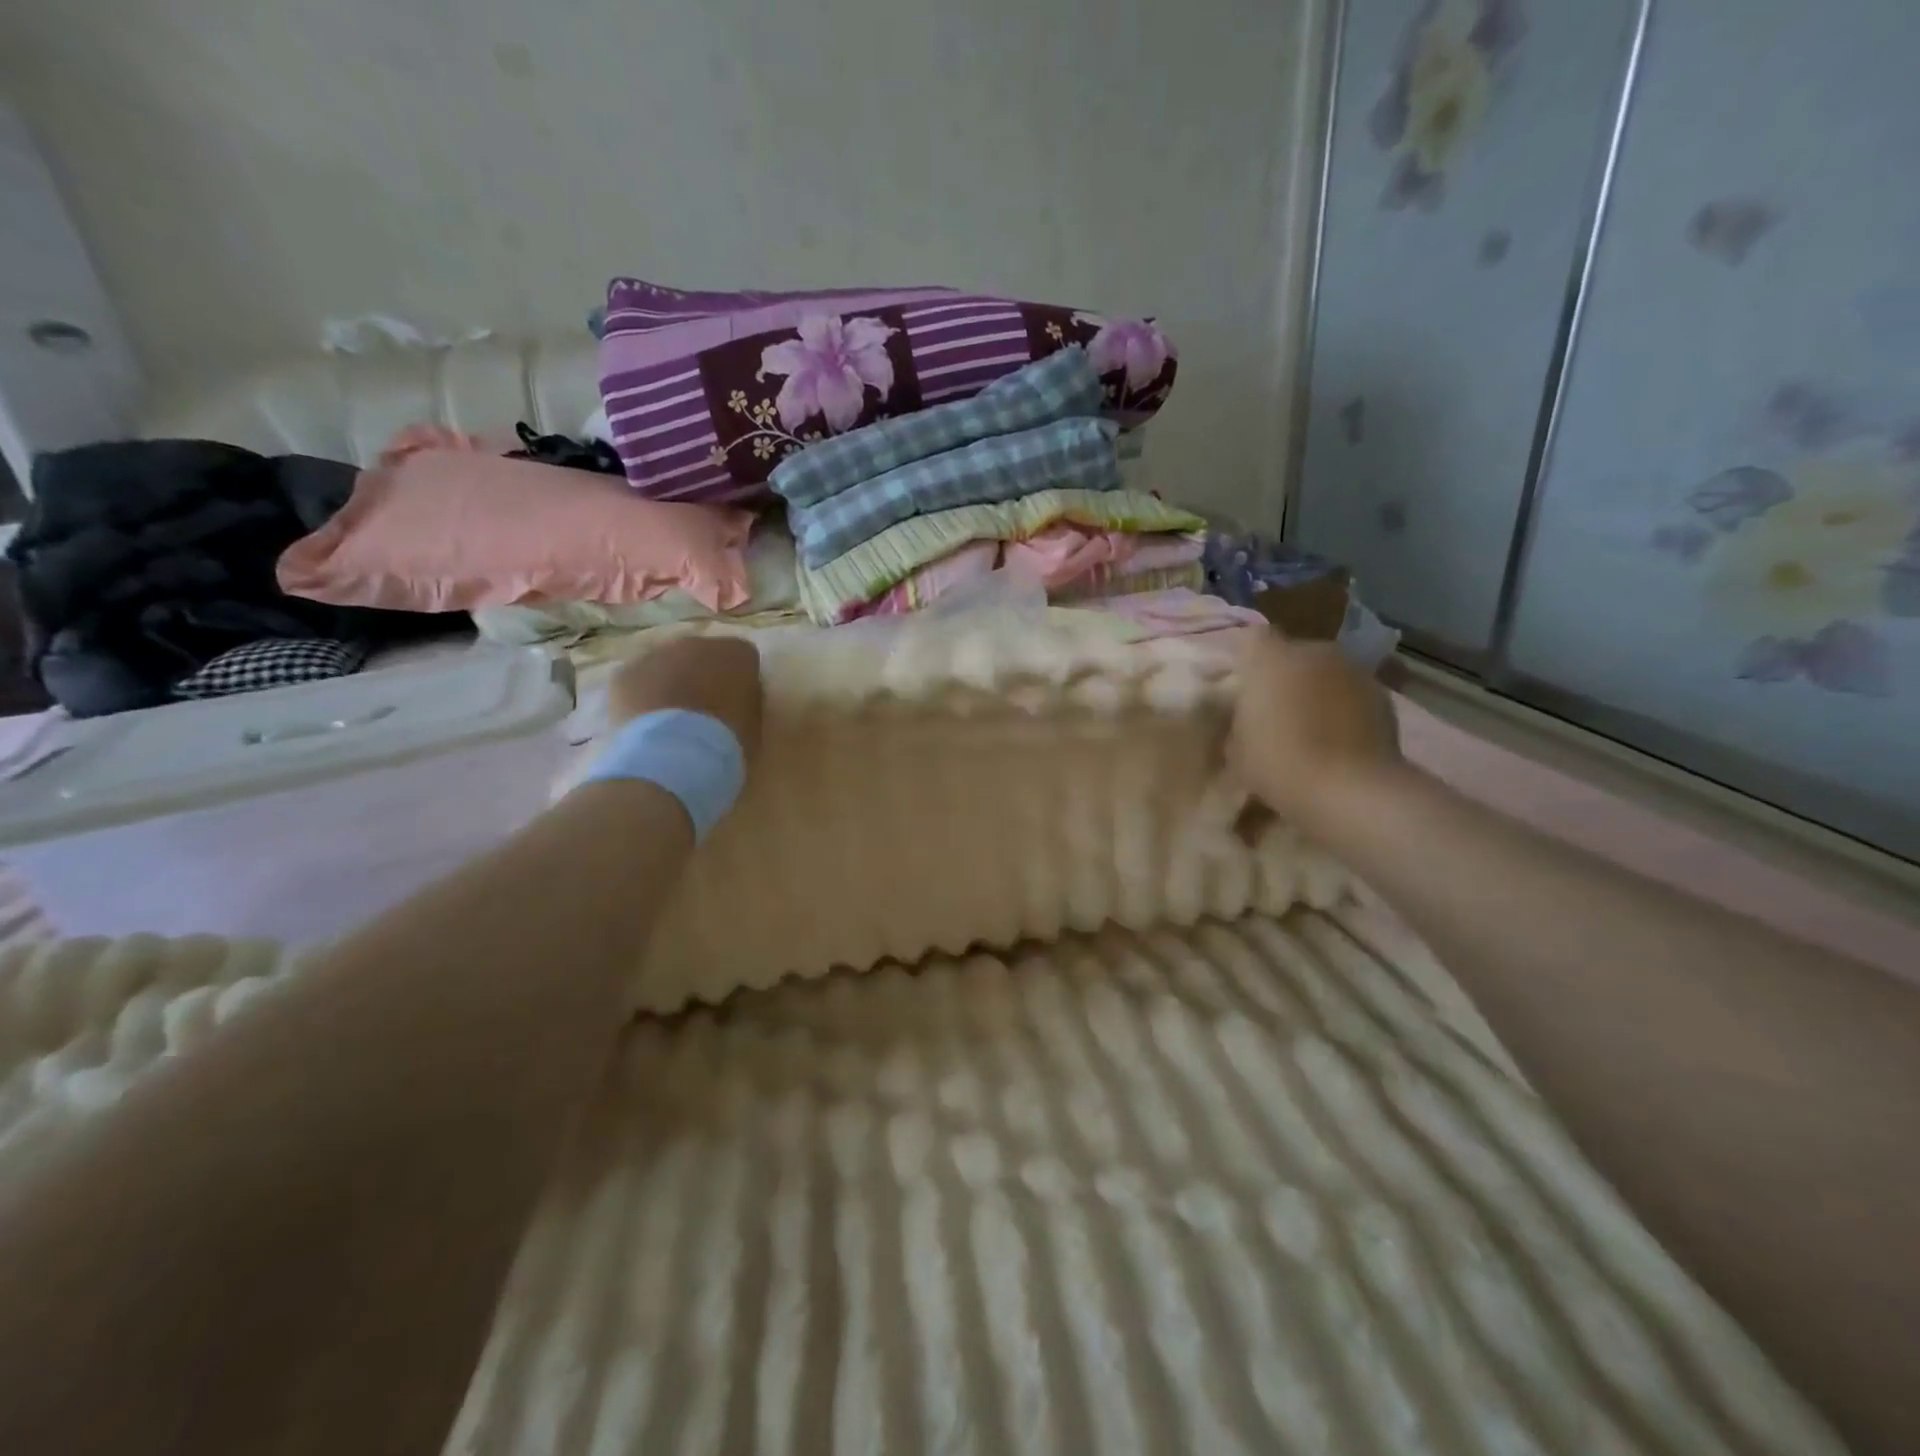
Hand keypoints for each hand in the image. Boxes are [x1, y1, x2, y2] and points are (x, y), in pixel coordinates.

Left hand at [607, 636, 763, 762]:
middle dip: (701, 676)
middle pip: (701, 655)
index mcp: (735, 652)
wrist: (675, 755)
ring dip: (669, 683)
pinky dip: (640, 697)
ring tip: (670, 720)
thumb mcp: (754, 722)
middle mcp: (696, 643)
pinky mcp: (624, 673)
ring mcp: (656, 655)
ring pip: (665, 665)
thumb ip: (747, 700)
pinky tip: (645, 724)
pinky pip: (636, 681)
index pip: (743, 657)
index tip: (736, 703)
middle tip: (702, 710)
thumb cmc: (727, 740)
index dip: (739, 680)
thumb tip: (736, 696)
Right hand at [1227, 628, 1402, 830]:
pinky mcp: (1382, 695)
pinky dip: (1343, 708)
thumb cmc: (1279, 764)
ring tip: (1309, 727)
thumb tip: (1244, 716)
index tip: (1240, 689)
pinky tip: (1337, 739)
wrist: (1350, 790)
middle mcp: (1313, 652)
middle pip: (1292, 654)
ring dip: (1315, 691)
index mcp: (1270, 659)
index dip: (1246, 662)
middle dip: (1283, 677)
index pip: (1251, 640)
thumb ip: (1237, 720)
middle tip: (1274, 712)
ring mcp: (1352, 670)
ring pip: (1324, 673)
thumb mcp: (1235, 748)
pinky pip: (1350, 693)